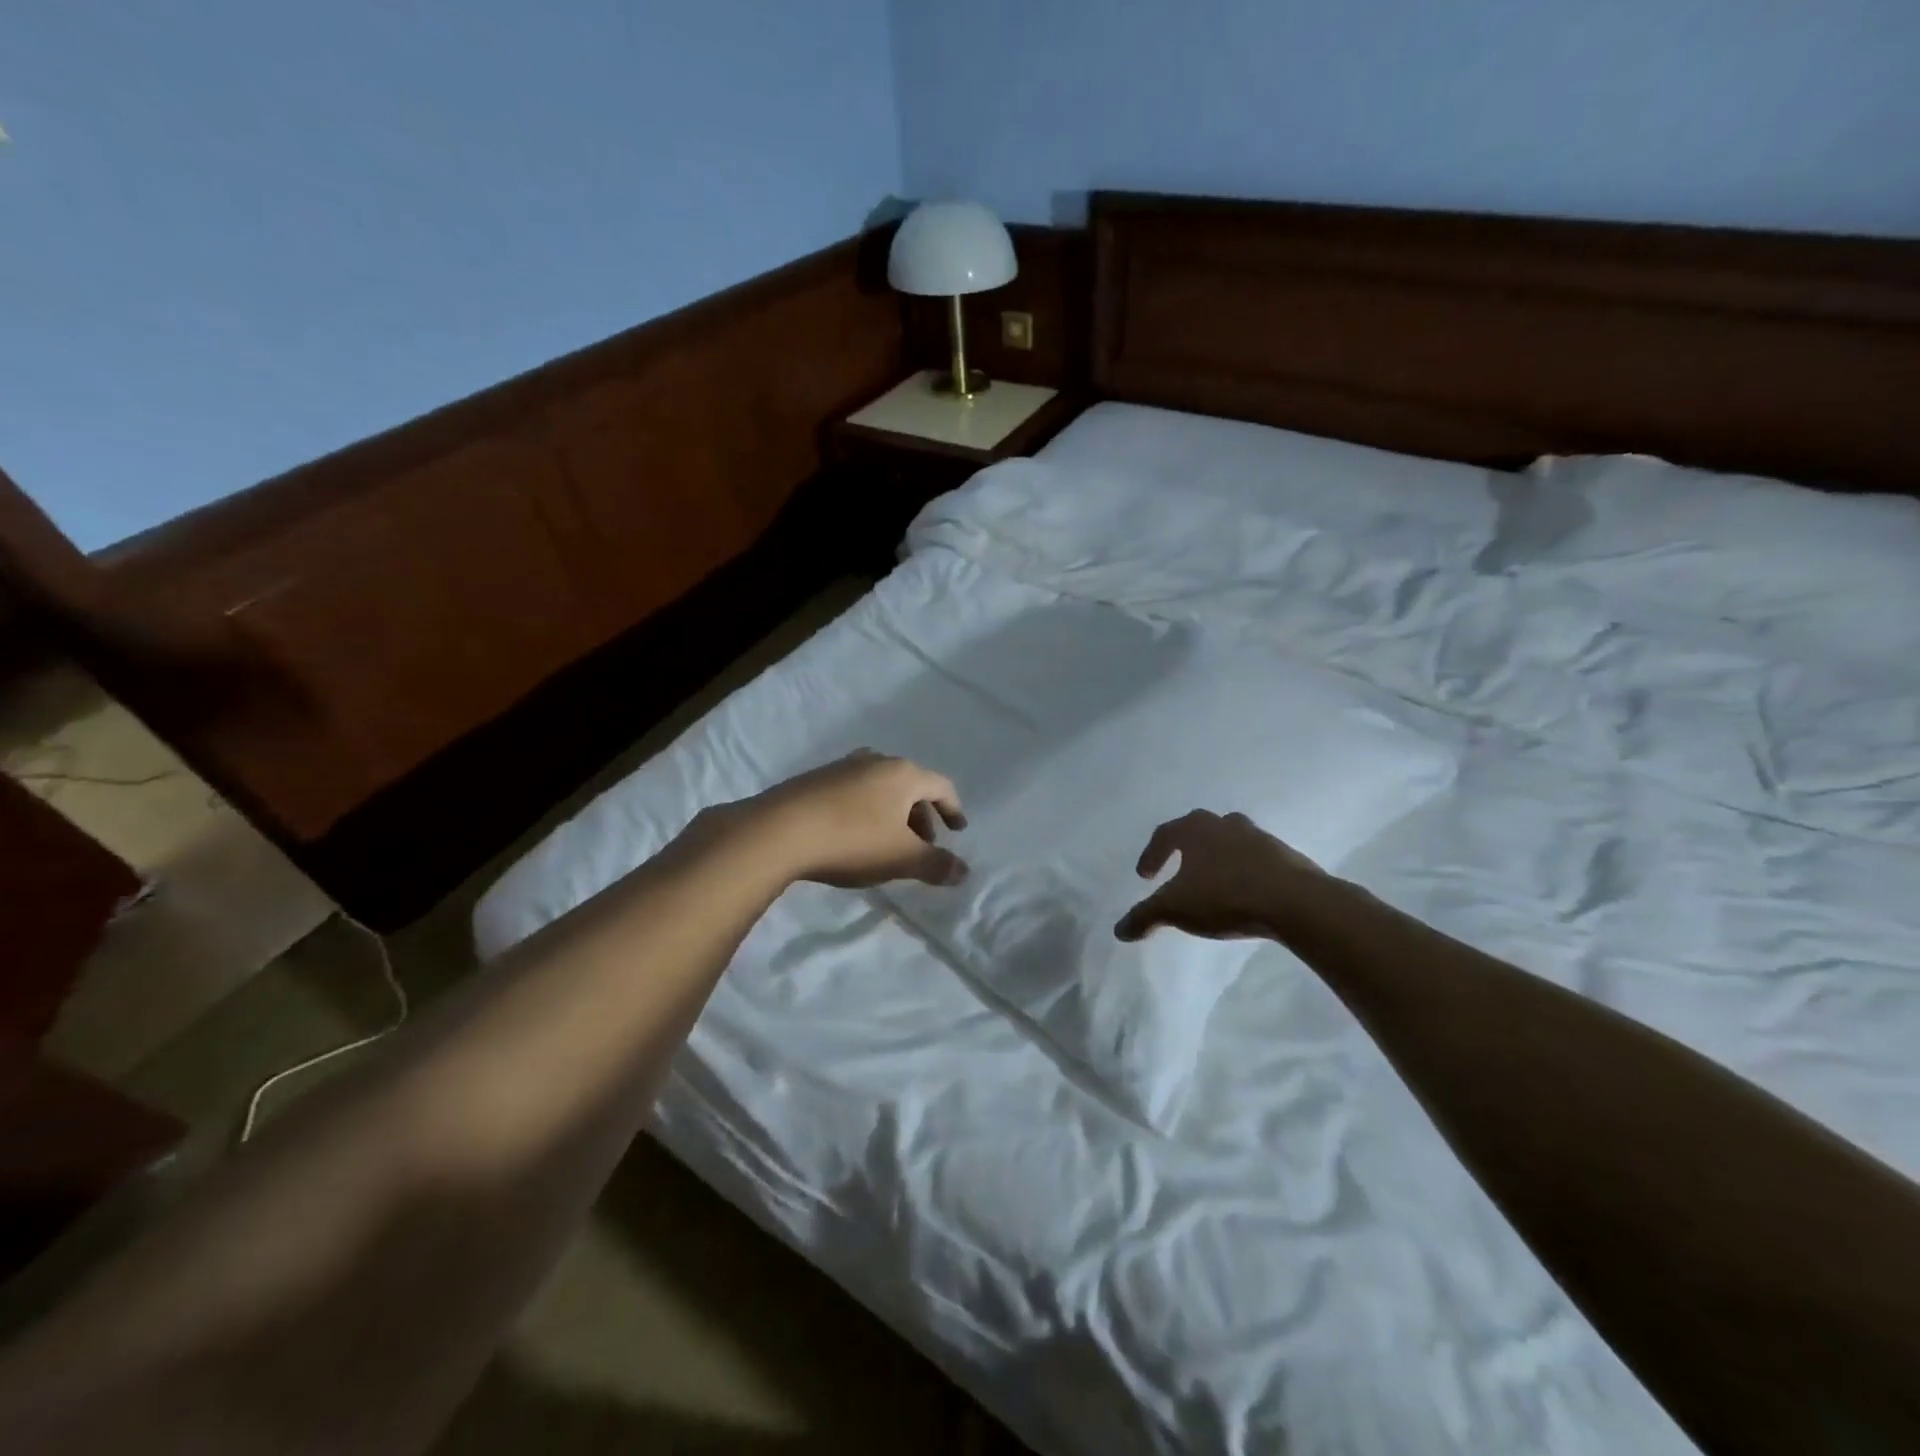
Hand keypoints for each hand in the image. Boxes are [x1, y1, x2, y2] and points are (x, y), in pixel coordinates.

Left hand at [702, 750, 968, 889]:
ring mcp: (841, 767)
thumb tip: (963, 871)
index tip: (957, 830)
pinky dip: (865, 812)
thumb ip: (936, 864)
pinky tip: (852, 837)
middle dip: (921, 815)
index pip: (940, 785)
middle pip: (909, 785)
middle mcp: (874, 761)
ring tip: (887, 844)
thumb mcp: (901, 858)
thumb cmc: (852, 840)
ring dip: (892, 814)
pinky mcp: (813, 780)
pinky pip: (853, 793)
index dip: (953, 809)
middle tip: (922, 844)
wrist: (778, 831)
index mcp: (902, 773)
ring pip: (879, 788)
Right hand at [1114, 811, 1325, 942]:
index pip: (1165, 834)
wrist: (1296, 902)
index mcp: (1196, 829)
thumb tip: (1119, 930)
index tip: (1145, 876)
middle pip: (1200, 828)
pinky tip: (1244, 893)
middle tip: (1178, 869)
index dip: (1151, 854)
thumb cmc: (1225, 897)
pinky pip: (1257, 859)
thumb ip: (1145, 917)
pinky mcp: (1286, 857)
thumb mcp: (1175, 909)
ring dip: (1218, 857)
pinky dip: (1244, 870)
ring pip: (1231, 840)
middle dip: (1186, 847)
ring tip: (1212, 881)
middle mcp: (1226, 825)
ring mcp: (1260, 838)